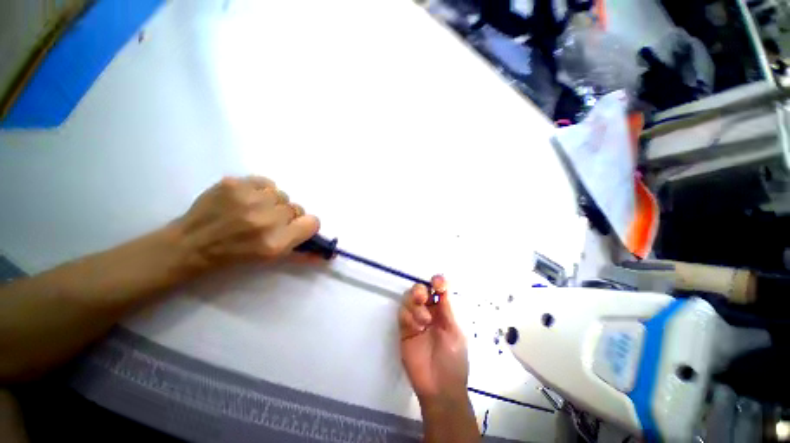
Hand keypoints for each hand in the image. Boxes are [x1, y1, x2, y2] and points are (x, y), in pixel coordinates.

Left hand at [174, 176, 319, 271]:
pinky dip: (260, 190)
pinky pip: (265, 182)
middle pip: (296, 207)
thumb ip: (302, 253)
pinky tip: (246, 199)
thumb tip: (328, 255)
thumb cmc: (234, 256)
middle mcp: (267, 219)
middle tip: (268, 222)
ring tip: (254, 210)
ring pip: (281, 194)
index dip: (305, 225)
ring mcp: (250, 199)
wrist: (192, 244)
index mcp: (277, 242)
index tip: (294, 229)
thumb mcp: (271, 259)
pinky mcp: (235, 183)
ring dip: (273, 202)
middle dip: (286, 216)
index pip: (312, 222)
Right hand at [399, 275, 468, 403]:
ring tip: (424, 321)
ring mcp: (415, 320)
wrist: (439, 388)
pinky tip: (416, 327)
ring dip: (414, 305)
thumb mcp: (454, 332)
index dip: (437, 282)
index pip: (438, 290)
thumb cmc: (453, 359)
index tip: (436, 282)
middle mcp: (429, 312)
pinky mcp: (404, 330)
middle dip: (420, 291)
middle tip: (423, 297)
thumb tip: (443, 288)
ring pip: (408, 300)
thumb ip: (447, 310)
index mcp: (444, 311)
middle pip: (420, 291)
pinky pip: (402, 314)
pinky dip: (408, 316)